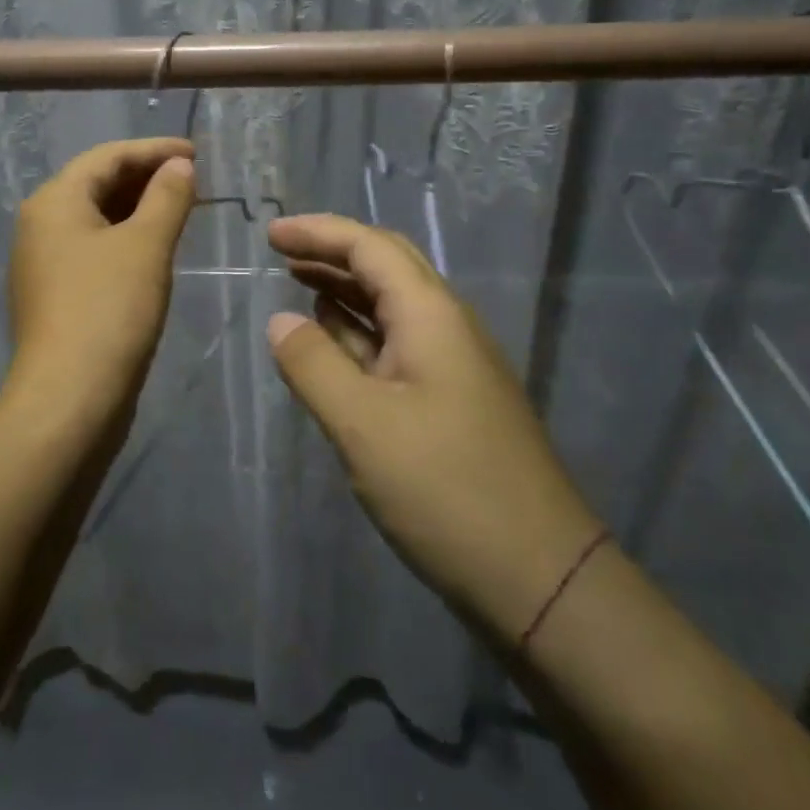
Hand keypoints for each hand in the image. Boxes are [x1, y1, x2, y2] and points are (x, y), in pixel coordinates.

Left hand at [6, 138, 195, 426]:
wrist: (69, 399)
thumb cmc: (109, 310)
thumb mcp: (146, 246)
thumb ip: (167, 197)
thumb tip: (180, 166)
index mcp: (54, 202)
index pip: (107, 157)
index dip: (154, 150)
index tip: (197, 153)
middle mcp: (40, 225)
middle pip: (97, 184)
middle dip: (146, 177)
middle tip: (193, 180)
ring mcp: (44, 263)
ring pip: (96, 218)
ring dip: (138, 208)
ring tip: (181, 209)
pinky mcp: (56, 295)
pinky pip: (94, 248)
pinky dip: (126, 238)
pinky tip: (154, 249)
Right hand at [265, 214, 600, 638]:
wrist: (539, 577)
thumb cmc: (446, 490)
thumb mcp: (363, 426)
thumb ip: (314, 365)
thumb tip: (280, 321)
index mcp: (432, 316)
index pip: (371, 247)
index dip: (319, 232)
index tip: (270, 234)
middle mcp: (447, 328)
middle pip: (387, 268)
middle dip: (333, 253)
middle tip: (281, 253)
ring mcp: (453, 367)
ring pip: (392, 308)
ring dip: (345, 290)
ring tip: (298, 285)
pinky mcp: (451, 403)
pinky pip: (397, 347)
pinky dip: (360, 333)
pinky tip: (335, 342)